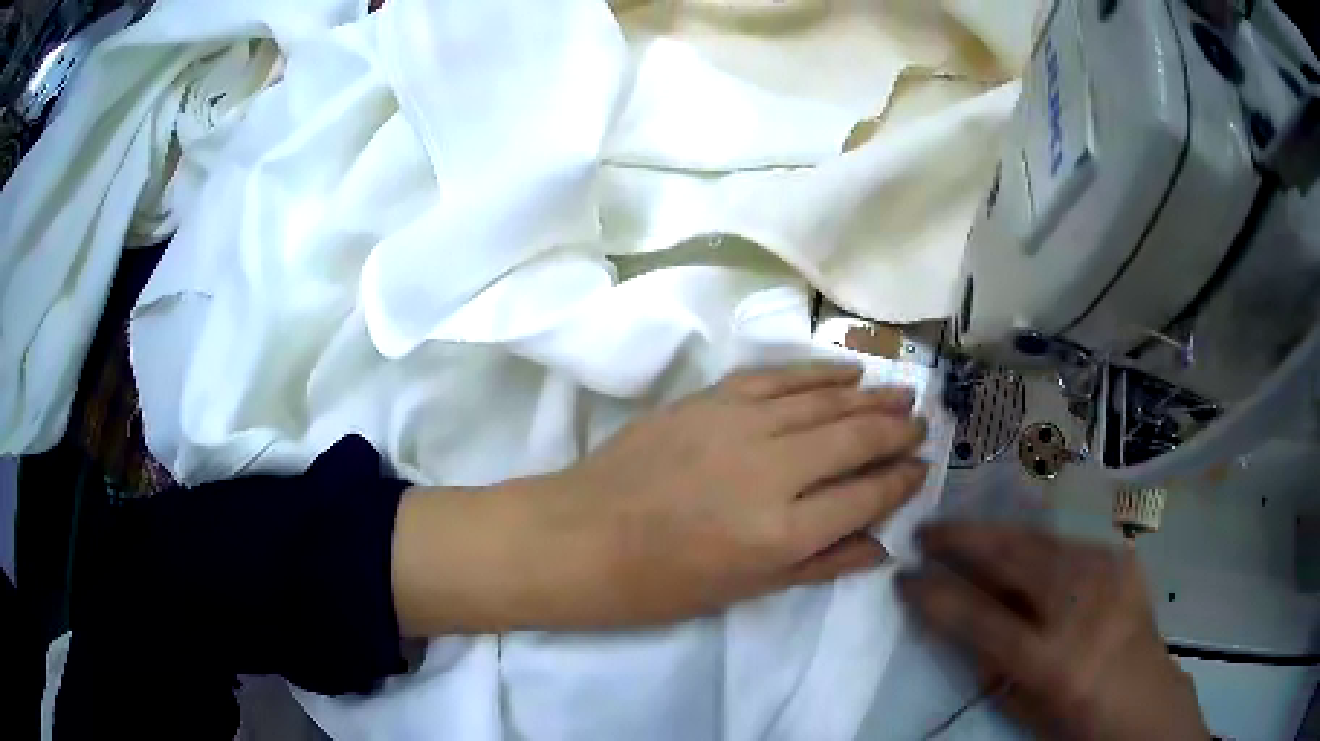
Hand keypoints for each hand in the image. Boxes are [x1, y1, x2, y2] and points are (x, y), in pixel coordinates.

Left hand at [392, 364, 929, 633]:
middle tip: (922, 424)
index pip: (865, 496)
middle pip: (854, 440)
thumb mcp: (744, 591)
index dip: (900, 480)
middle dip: (897, 431)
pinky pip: (777, 378)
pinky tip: (845, 373)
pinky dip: (816, 373)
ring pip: (824, 403)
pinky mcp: (708, 400)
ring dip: (870, 397)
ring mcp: (738, 427)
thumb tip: (881, 544)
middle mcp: (771, 472)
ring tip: (902, 394)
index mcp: (782, 534)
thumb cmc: (657, 585)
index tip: (921, 468)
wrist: (577, 537)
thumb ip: (819, 564)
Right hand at [898, 524, 1209, 740]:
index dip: (937, 595)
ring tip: (964, 532)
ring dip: (996, 534)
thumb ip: (991, 665)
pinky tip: (1019, 550)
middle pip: (1014, 559)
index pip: (981, 618)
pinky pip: (1068, 544)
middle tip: (927, 529)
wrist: (1146, 699)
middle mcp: (1083, 605)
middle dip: (963, 540)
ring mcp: (1108, 574)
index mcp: (1054, 659)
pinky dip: (1035, 544)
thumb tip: (960, 620)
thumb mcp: (1026, 708)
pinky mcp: (1121, 560)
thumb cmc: (1079, 720)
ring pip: (1040, 539)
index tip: (903, 577)